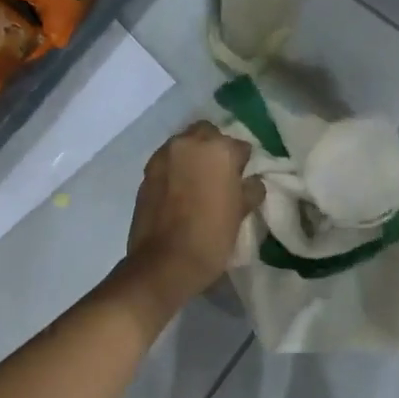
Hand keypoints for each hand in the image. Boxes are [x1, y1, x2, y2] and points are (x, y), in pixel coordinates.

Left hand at [123, 122, 261, 313]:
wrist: (164, 263)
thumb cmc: (210, 237)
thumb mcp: (240, 213)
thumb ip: (249, 189)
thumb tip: (252, 181)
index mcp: (219, 149)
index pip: (240, 147)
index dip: (243, 164)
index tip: (242, 180)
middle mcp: (189, 143)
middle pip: (208, 134)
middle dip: (215, 148)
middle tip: (220, 174)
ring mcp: (164, 156)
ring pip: (184, 144)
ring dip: (193, 156)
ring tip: (197, 182)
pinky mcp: (146, 172)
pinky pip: (167, 161)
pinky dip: (175, 169)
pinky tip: (179, 191)